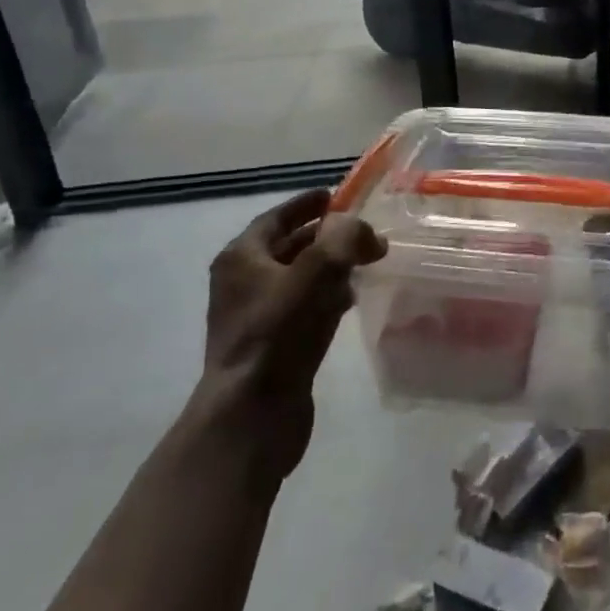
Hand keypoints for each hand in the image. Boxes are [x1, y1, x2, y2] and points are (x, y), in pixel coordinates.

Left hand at [196, 188, 384, 478]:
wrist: (253, 414)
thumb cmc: (280, 332)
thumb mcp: (318, 270)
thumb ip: (346, 237)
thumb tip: (367, 234)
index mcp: (242, 258)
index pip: (277, 217)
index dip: (306, 204)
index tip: (335, 195)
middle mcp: (242, 283)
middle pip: (288, 246)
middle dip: (325, 236)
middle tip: (361, 230)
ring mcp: (255, 317)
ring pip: (298, 278)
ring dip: (329, 267)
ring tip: (364, 262)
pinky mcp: (271, 346)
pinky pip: (302, 307)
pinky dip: (326, 296)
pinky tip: (350, 300)